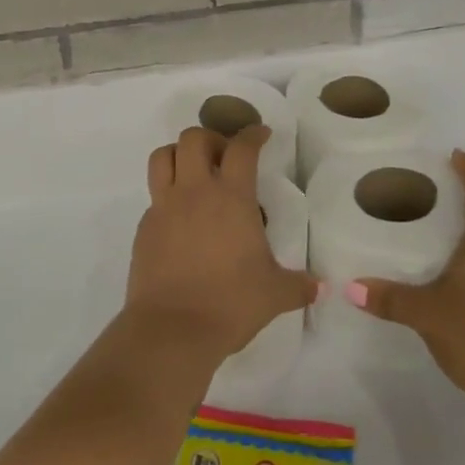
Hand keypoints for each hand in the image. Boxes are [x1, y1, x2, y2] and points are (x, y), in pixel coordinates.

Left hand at [128, 126, 317, 363]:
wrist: (172, 329)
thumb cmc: (230, 303)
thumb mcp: (275, 294)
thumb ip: (299, 285)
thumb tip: (320, 288)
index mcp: (231, 197)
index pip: (242, 148)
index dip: (253, 134)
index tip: (261, 134)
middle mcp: (195, 192)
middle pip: (193, 138)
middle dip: (211, 139)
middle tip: (224, 158)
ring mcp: (164, 207)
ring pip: (162, 157)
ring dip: (178, 154)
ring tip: (194, 173)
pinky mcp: (144, 227)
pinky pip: (154, 196)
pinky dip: (168, 195)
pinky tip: (181, 220)